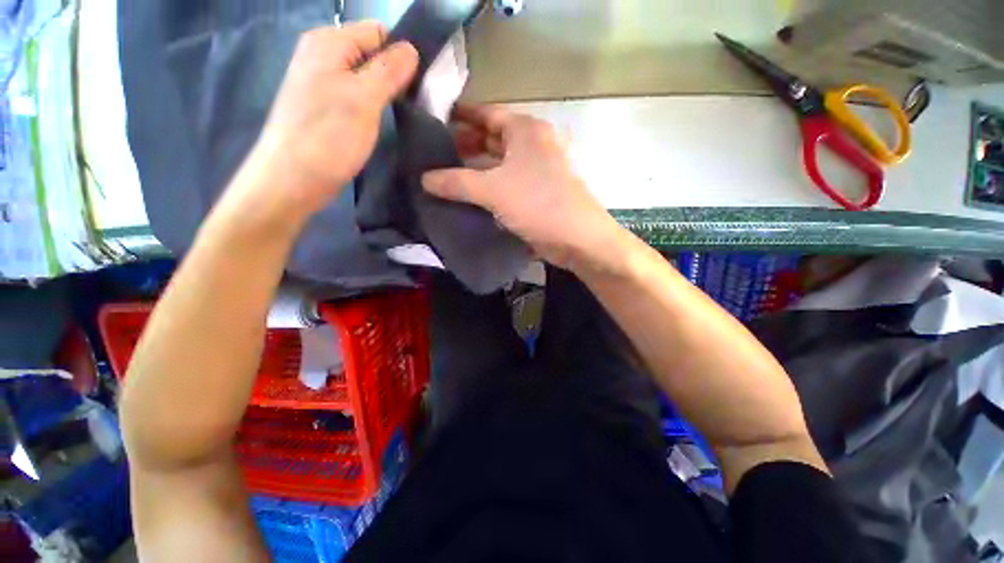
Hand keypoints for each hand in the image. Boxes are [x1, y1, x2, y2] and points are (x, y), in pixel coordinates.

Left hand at [225, 22, 418, 227]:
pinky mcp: (327, 106)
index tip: (419, 85)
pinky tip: (384, 121)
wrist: (292, 179)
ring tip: (403, 114)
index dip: (402, 54)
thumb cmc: (327, 137)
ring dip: (388, 93)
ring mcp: (324, 81)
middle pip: (373, 53)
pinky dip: (375, 105)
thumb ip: (388, 70)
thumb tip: (411, 48)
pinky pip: (358, 94)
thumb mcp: (363, 99)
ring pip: (368, 76)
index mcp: (329, 42)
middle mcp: (324, 54)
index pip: (378, 32)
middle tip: (413, 104)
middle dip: (396, 75)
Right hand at [422, 105, 625, 272]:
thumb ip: (457, 182)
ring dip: (476, 169)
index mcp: (526, 130)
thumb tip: (425, 179)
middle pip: (492, 139)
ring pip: (500, 163)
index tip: (435, 120)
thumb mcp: (493, 190)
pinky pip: (507, 182)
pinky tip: (470, 195)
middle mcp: (533, 144)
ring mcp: (537, 169)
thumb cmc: (537, 203)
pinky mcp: (538, 192)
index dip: (461, 116)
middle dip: (465, 145)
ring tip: (446, 176)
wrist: (577, 238)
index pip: (486, 114)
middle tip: (435, 154)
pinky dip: (490, 186)